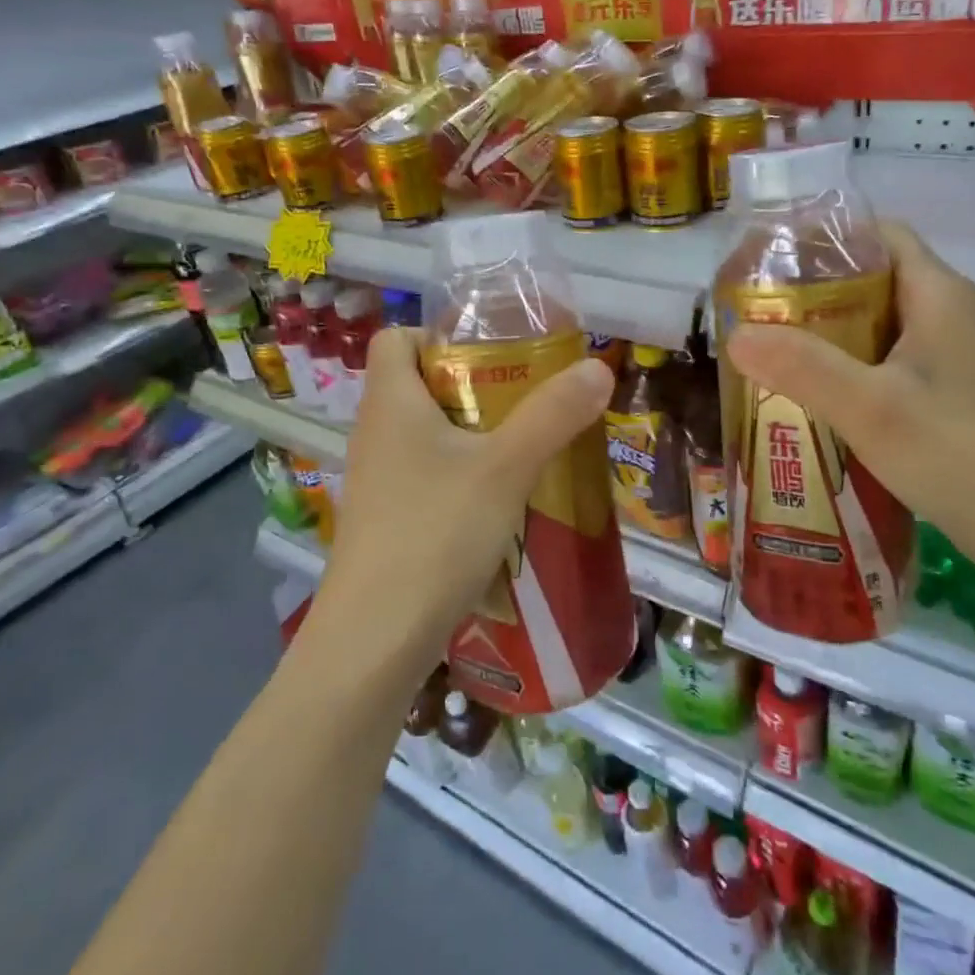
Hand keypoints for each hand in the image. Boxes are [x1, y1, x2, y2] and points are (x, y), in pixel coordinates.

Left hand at [318, 327, 613, 679]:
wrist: (375, 640)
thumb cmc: (435, 533)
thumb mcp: (506, 467)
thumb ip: (553, 414)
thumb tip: (598, 367)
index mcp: (390, 402)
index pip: (396, 337)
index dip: (438, 334)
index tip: (492, 353)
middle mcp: (375, 433)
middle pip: (418, 384)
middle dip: (473, 385)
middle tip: (526, 399)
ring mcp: (377, 480)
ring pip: (425, 434)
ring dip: (472, 434)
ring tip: (524, 448)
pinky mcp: (386, 520)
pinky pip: (426, 476)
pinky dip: (460, 475)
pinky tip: (500, 503)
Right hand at [725, 221, 974, 604]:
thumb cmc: (960, 456)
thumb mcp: (871, 409)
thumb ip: (802, 367)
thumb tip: (736, 335)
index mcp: (939, 293)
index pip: (877, 234)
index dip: (822, 239)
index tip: (769, 261)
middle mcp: (950, 312)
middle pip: (872, 277)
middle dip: (812, 290)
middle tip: (758, 313)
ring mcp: (955, 354)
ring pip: (878, 322)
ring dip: (827, 332)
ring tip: (773, 351)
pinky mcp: (952, 391)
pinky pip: (889, 359)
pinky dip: (849, 366)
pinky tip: (816, 395)